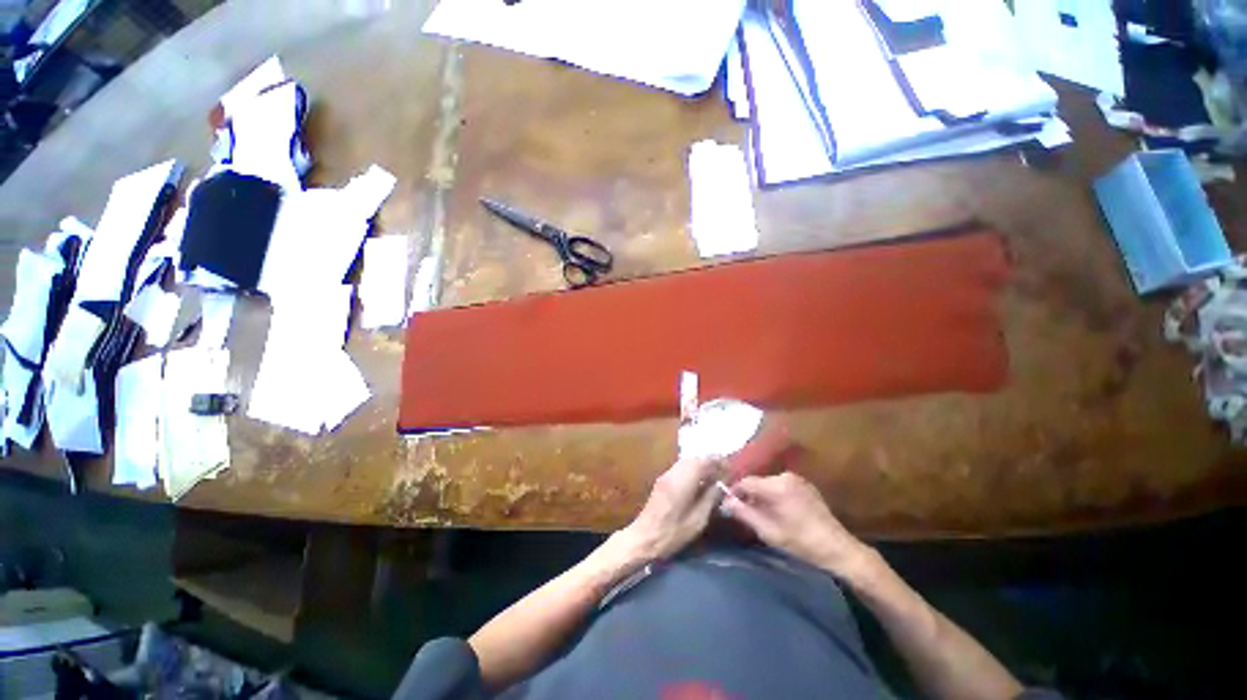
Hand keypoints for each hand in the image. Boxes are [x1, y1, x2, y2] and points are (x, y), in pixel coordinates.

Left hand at [619, 457, 720, 561]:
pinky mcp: (663, 480)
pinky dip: (693, 470)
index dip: (718, 461)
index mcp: (683, 479)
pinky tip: (700, 482)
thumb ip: (710, 499)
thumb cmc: (673, 533)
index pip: (704, 461)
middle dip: (711, 462)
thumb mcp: (698, 520)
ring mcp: (666, 475)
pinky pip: (681, 468)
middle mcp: (674, 472)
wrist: (644, 537)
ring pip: (687, 462)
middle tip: (724, 472)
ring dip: (702, 465)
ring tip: (715, 477)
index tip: (731, 468)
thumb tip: (721, 485)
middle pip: (695, 458)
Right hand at [723, 472, 872, 578]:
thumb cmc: (801, 542)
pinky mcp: (805, 485)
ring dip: (761, 496)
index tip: (728, 505)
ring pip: (768, 483)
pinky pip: (780, 485)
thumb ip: (744, 513)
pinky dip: (774, 495)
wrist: (838, 548)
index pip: (745, 482)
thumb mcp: (768, 532)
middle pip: (757, 482)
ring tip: (760, 514)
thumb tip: (725, 501)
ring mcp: (797, 479)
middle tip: (744, 514)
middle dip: (748, 495)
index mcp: (776, 485)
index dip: (734, 492)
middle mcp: (785, 476)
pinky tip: (777, 511)